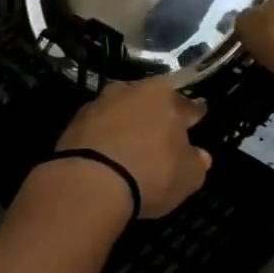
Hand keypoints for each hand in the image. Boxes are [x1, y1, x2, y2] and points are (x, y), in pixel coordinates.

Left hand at [54, 79, 211, 219]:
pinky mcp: (74, 121)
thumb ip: (196, 162)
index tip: (198, 117)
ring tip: (133, 143)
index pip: (186, 104)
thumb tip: (198, 155)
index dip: (194, 114)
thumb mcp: (187, 177)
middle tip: (163, 131)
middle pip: (150, 101)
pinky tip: (108, 152)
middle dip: (157, 114)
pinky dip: (105, 136)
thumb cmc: (150, 173)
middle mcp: (130, 91)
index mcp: (163, 96)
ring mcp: (99, 103)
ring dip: (127, 123)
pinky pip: (98, 127)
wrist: (89, 181)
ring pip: (121, 110)